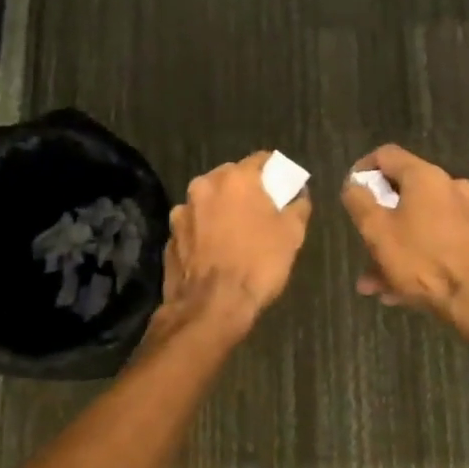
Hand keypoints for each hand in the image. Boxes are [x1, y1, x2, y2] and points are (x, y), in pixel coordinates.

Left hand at [162, 152, 313, 326]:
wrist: (211, 307)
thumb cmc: (257, 264)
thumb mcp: (292, 235)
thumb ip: (298, 206)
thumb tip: (299, 194)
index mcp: (235, 178)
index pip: (260, 160)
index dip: (274, 171)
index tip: (283, 186)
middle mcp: (204, 186)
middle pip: (230, 178)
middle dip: (245, 190)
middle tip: (260, 212)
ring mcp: (181, 211)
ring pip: (208, 202)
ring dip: (221, 211)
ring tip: (235, 235)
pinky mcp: (169, 237)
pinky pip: (194, 226)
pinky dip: (204, 233)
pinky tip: (215, 252)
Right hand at [339, 145, 468, 323]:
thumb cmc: (421, 261)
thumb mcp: (376, 231)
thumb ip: (359, 201)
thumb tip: (354, 184)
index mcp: (426, 176)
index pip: (387, 154)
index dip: (363, 169)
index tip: (351, 191)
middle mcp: (452, 186)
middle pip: (405, 191)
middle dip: (380, 218)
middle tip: (363, 242)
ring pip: (421, 221)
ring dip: (397, 244)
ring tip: (376, 279)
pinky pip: (440, 238)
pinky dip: (420, 253)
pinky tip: (403, 287)